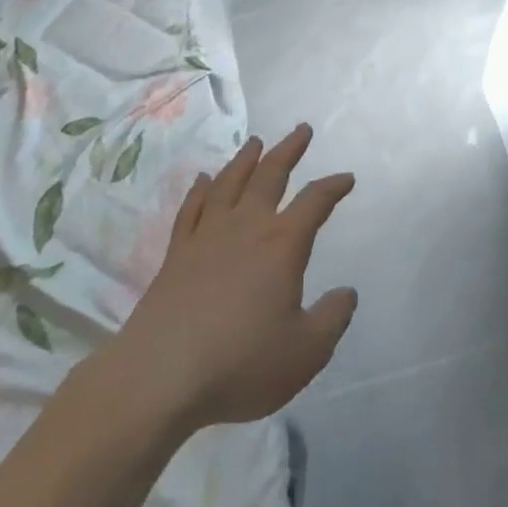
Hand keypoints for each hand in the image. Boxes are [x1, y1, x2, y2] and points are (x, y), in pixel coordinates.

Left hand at [106, 125, 357, 434]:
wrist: (160, 376)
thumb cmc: (241, 363)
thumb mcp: (306, 352)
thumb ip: (332, 318)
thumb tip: (347, 292)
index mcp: (282, 244)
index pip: (315, 202)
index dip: (333, 187)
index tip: (346, 178)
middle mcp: (245, 227)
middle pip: (269, 175)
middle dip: (288, 150)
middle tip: (301, 130)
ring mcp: (206, 236)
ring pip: (229, 183)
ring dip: (245, 159)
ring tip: (255, 141)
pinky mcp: (176, 254)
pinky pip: (191, 208)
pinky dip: (200, 189)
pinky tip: (203, 179)